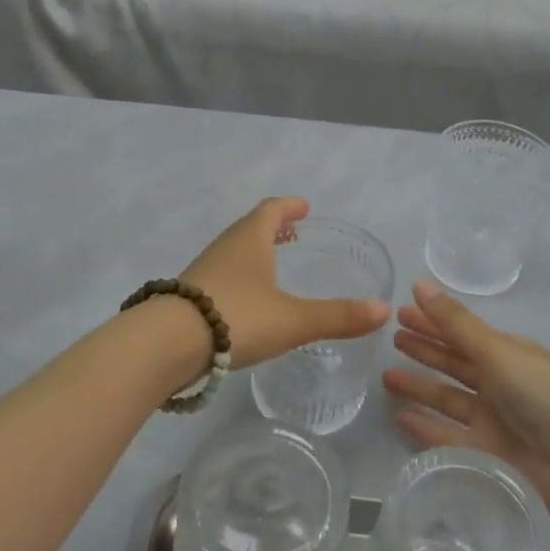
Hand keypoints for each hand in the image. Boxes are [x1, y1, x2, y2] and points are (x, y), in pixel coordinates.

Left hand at [182, 198, 389, 369]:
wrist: (165, 344)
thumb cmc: (237, 318)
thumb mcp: (294, 320)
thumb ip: (339, 317)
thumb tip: (385, 310)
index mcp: (250, 239)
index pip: (272, 210)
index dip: (289, 206)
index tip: (304, 207)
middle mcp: (225, 247)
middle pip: (249, 227)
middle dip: (272, 227)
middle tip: (292, 233)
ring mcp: (202, 270)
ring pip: (232, 251)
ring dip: (253, 251)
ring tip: (271, 266)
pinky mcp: (186, 295)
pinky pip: (219, 274)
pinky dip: (237, 276)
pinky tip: (243, 301)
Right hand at [386, 281, 549, 536]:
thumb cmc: (544, 395)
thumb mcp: (498, 351)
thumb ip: (455, 323)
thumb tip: (419, 283)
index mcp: (507, 353)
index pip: (460, 332)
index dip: (432, 321)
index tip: (400, 311)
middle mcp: (499, 383)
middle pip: (453, 363)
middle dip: (424, 350)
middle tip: (390, 339)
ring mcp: (492, 421)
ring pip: (446, 398)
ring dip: (419, 387)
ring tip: (385, 376)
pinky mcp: (486, 456)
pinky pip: (446, 437)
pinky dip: (424, 426)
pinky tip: (398, 416)